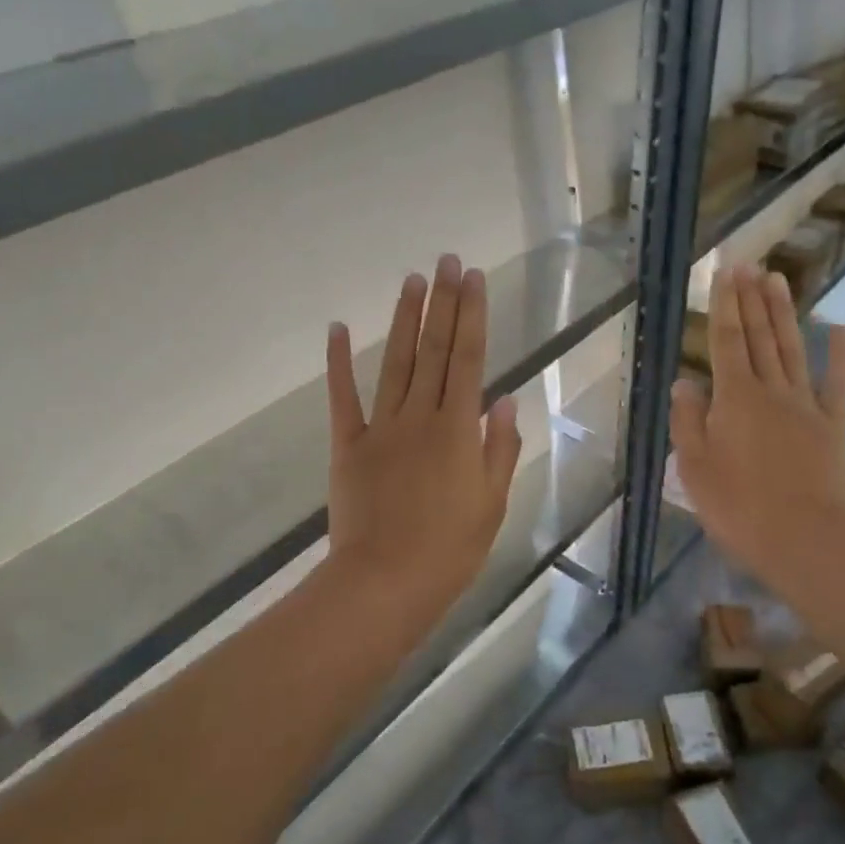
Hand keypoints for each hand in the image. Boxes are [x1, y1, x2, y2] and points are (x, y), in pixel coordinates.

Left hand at [323, 255, 521, 639]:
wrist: (385, 582)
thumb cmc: (450, 550)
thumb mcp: (492, 504)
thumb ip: (500, 448)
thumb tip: (505, 399)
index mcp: (458, 430)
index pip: (469, 359)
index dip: (473, 316)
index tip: (474, 278)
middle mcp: (420, 417)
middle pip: (434, 350)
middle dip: (443, 303)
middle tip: (447, 260)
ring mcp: (380, 428)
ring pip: (395, 363)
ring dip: (404, 320)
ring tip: (412, 280)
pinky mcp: (348, 446)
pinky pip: (343, 398)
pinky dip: (339, 362)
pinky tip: (339, 328)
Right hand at [670, 265, 844, 585]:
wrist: (804, 537)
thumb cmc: (738, 506)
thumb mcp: (694, 467)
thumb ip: (688, 420)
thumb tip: (684, 381)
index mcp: (734, 398)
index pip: (724, 342)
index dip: (723, 306)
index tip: (724, 273)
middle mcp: (770, 390)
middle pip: (758, 336)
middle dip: (751, 299)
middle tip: (748, 264)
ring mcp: (806, 405)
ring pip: (792, 349)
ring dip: (783, 313)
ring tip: (778, 279)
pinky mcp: (833, 424)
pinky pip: (837, 383)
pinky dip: (841, 355)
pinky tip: (840, 328)